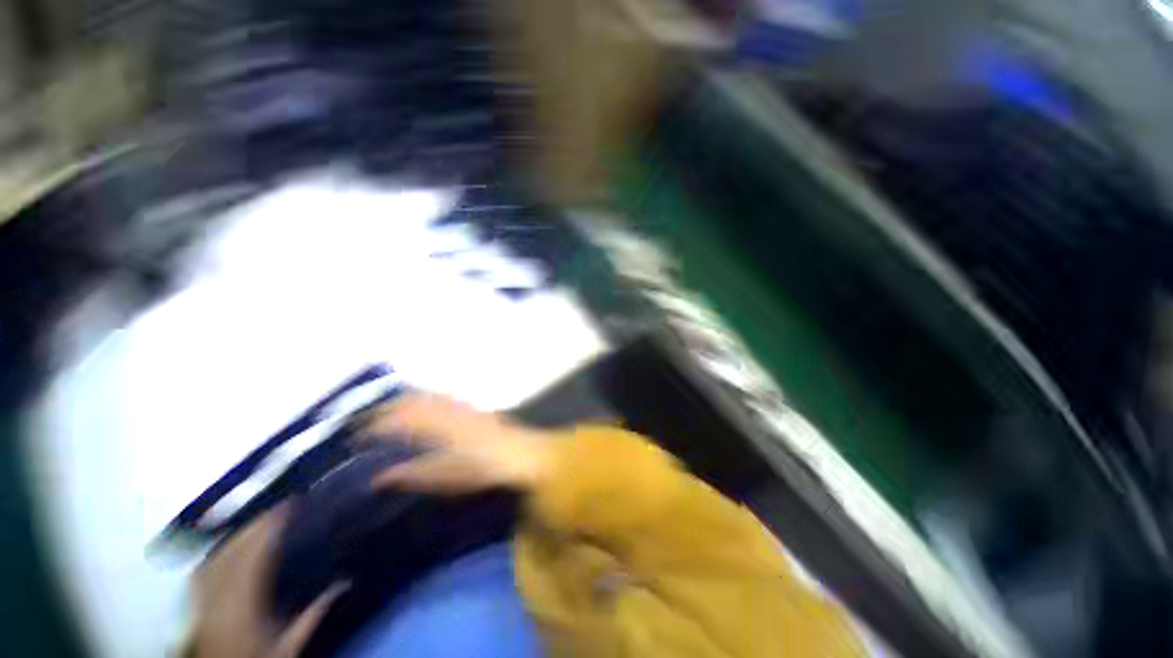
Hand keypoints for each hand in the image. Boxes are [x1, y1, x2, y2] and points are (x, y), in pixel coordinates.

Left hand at [191, 506, 346, 657]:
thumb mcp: (289, 647)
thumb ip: (314, 614)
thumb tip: (346, 583)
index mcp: (241, 608)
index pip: (252, 559)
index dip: (268, 529)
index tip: (288, 508)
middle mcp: (216, 602)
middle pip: (230, 554)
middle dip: (253, 527)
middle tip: (279, 508)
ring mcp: (200, 604)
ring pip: (213, 560)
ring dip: (236, 537)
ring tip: (258, 522)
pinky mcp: (193, 608)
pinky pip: (201, 572)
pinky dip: (217, 553)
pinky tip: (228, 546)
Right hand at [363, 392, 554, 493]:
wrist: (521, 452)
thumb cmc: (484, 468)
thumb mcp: (446, 477)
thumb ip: (413, 474)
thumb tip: (380, 477)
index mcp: (438, 427)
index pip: (398, 420)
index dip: (374, 426)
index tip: (355, 436)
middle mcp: (445, 409)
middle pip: (410, 402)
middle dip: (384, 409)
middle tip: (363, 421)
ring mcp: (460, 405)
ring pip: (425, 396)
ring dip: (403, 400)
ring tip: (385, 410)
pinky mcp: (471, 406)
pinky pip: (441, 396)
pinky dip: (424, 398)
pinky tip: (421, 403)